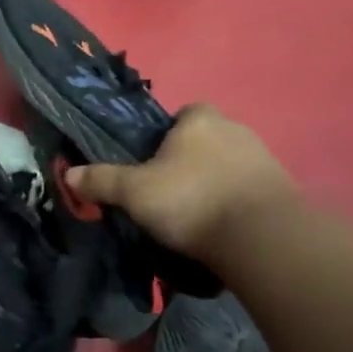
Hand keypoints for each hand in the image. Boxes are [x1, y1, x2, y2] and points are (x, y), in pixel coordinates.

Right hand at [68, 104, 295, 263]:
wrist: (260, 237)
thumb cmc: (190, 200)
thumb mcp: (134, 192)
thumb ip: (102, 181)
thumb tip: (69, 173)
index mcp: (199, 119)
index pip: (183, 114)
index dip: (167, 135)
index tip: (152, 162)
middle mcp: (236, 129)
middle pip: (206, 140)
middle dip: (190, 161)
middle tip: (168, 191)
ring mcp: (264, 158)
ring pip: (229, 165)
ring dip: (214, 183)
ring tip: (194, 215)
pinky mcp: (283, 189)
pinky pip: (249, 190)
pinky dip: (235, 203)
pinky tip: (220, 227)